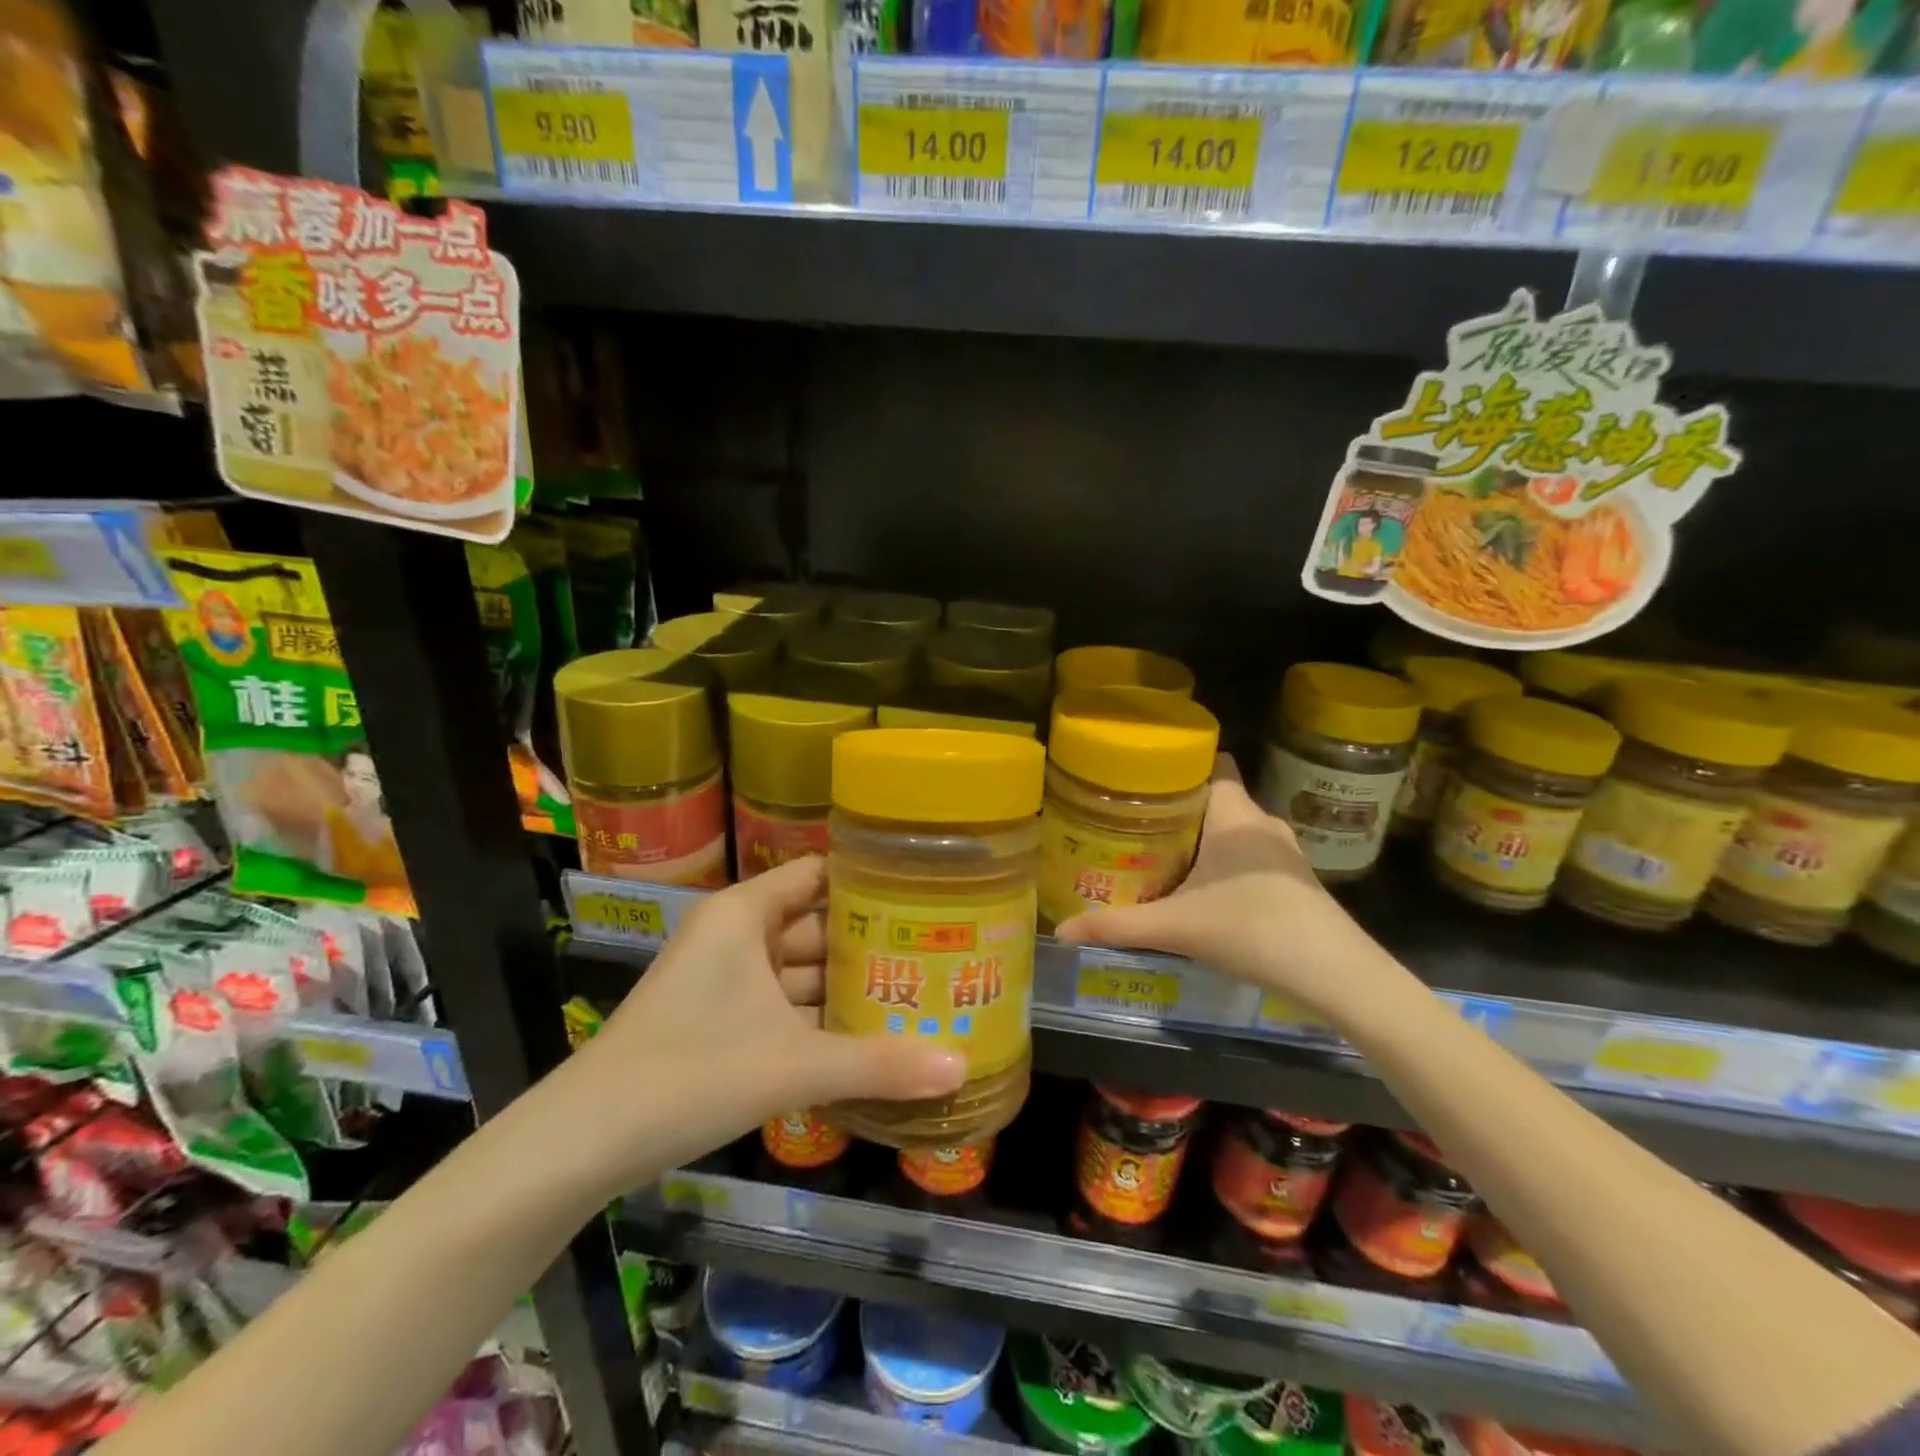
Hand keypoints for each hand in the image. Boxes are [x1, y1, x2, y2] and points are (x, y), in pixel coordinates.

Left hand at [560, 857, 964, 1193]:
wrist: (584, 1143)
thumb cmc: (689, 1073)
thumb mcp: (792, 1066)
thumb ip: (878, 1064)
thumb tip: (961, 1066)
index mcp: (745, 915)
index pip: (819, 874)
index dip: (870, 879)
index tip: (927, 891)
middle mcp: (736, 935)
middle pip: (817, 925)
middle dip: (871, 944)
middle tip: (939, 952)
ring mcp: (726, 979)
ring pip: (802, 971)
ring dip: (848, 987)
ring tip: (919, 993)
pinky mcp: (720, 1020)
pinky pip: (784, 1006)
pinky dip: (820, 1020)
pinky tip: (869, 1037)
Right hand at [1054, 756, 1380, 1016]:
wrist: (1337, 975)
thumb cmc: (1254, 930)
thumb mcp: (1177, 928)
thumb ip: (1117, 925)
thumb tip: (1061, 931)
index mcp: (1234, 815)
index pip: (1211, 764)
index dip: (1177, 765)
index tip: (1139, 779)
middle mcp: (1261, 823)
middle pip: (1214, 799)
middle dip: (1176, 808)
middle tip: (1132, 823)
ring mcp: (1284, 852)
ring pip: (1233, 830)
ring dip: (1201, 838)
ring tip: (1159, 854)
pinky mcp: (1296, 880)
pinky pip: (1250, 854)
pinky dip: (1225, 862)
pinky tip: (1203, 890)